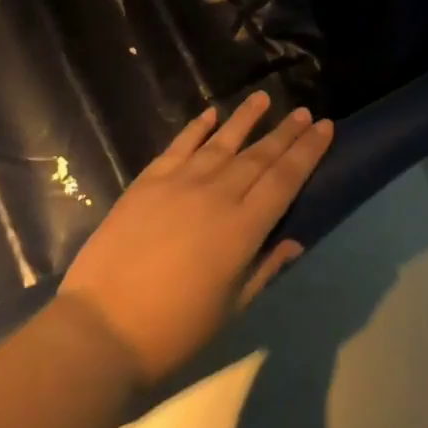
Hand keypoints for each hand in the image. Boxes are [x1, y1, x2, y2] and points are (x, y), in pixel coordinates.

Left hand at [59, 92, 331, 387]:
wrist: (102, 326)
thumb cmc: (174, 330)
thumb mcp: (231, 308)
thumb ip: (263, 269)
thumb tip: (293, 240)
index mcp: (242, 229)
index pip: (284, 180)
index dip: (308, 151)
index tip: (325, 126)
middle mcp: (216, 195)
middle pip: (258, 156)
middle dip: (286, 132)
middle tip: (305, 111)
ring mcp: (179, 182)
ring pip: (221, 142)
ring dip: (246, 118)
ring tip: (265, 97)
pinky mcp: (148, 180)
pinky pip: (179, 145)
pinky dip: (197, 127)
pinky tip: (211, 113)